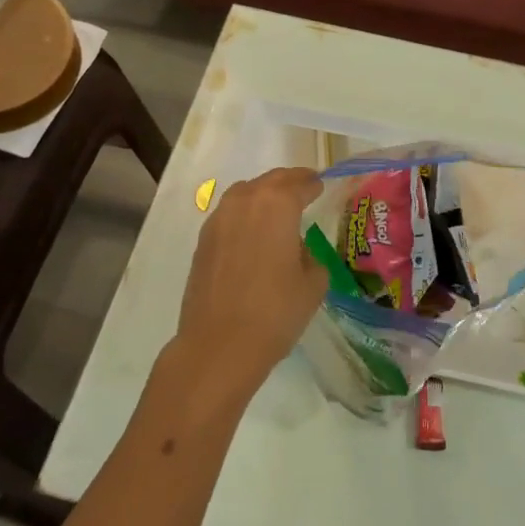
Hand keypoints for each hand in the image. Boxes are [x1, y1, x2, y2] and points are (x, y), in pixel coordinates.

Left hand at [172, 167, 326, 404]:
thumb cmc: (275, 312)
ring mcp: (219, 219)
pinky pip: (229, 215)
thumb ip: (311, 257)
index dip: (313, 184)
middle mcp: (245, 201)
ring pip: (245, 193)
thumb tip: (297, 250)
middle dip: (289, 182)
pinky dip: (244, 215)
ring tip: (277, 211)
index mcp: (278, 204)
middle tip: (303, 189)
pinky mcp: (203, 240)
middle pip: (271, 180)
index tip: (320, 186)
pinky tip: (252, 235)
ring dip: (263, 195)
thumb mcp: (313, 284)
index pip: (300, 183)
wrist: (219, 345)